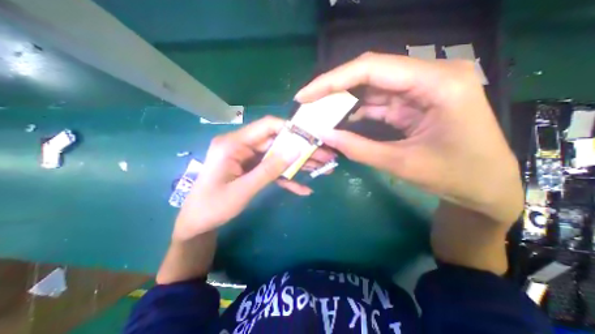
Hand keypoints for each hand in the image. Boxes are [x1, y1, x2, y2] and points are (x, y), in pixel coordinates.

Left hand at [175, 115, 336, 239]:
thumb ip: (269, 169)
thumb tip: (295, 151)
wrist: (198, 223)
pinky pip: (273, 170)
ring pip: (278, 156)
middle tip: (324, 156)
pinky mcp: (252, 169)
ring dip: (298, 164)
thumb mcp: (243, 189)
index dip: (290, 129)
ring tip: (321, 169)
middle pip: (277, 143)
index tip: (311, 137)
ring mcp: (249, 158)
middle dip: (301, 150)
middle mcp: (242, 146)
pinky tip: (302, 189)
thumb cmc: (213, 207)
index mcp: (233, 144)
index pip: (266, 126)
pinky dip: (287, 179)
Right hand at [296, 53, 522, 223]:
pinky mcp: (413, 103)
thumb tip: (324, 135)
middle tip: (308, 103)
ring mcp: (420, 90)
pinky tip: (340, 121)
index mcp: (436, 83)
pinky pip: (377, 102)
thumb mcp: (402, 164)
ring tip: (319, 113)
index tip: (305, 95)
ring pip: (370, 88)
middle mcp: (428, 77)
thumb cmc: (455, 176)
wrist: (485, 187)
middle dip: (334, 89)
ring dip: (343, 102)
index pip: (372, 68)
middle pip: (369, 73)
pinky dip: (356, 112)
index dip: (332, 80)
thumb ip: (359, 148)